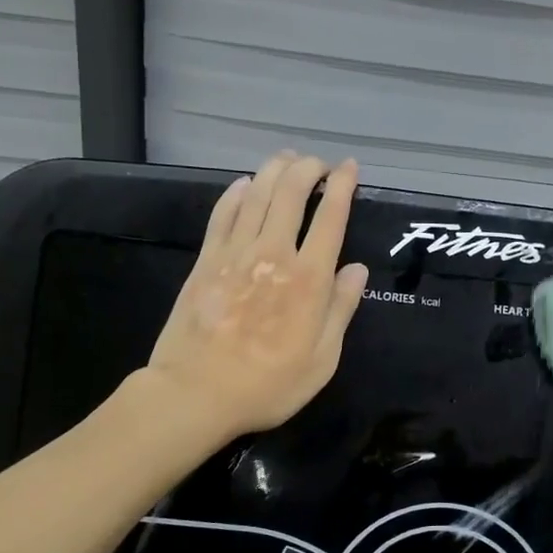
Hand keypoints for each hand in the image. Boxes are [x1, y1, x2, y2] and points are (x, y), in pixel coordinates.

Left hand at [142, 152, 368, 444]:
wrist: (196, 393)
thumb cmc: (268, 385)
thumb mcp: (321, 360)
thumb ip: (341, 310)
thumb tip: (357, 269)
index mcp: (309, 280)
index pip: (330, 219)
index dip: (342, 188)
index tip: (350, 168)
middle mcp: (274, 255)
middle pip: (292, 194)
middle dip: (308, 169)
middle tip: (319, 163)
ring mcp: (235, 254)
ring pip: (258, 195)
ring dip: (275, 171)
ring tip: (287, 159)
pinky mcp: (206, 260)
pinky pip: (223, 214)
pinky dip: (237, 193)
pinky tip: (246, 184)